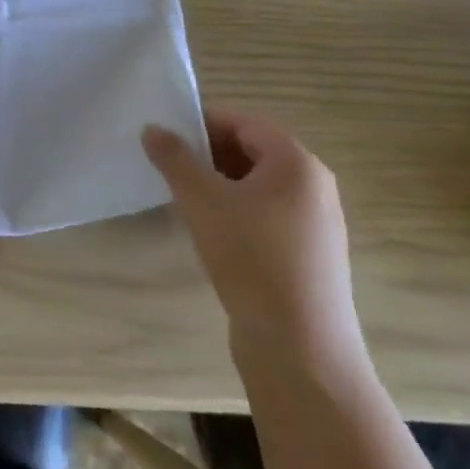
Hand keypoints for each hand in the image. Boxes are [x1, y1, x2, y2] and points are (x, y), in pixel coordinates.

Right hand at [144, 110, 366, 374]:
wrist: (299, 346)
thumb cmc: (250, 257)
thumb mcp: (201, 199)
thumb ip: (174, 158)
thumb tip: (153, 129)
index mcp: (298, 164)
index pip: (245, 122)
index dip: (203, 122)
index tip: (165, 136)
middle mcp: (315, 187)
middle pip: (253, 151)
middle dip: (208, 154)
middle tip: (169, 166)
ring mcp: (316, 223)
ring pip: (258, 185)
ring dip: (219, 183)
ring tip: (184, 199)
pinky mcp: (310, 255)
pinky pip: (267, 214)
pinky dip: (236, 211)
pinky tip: (211, 232)